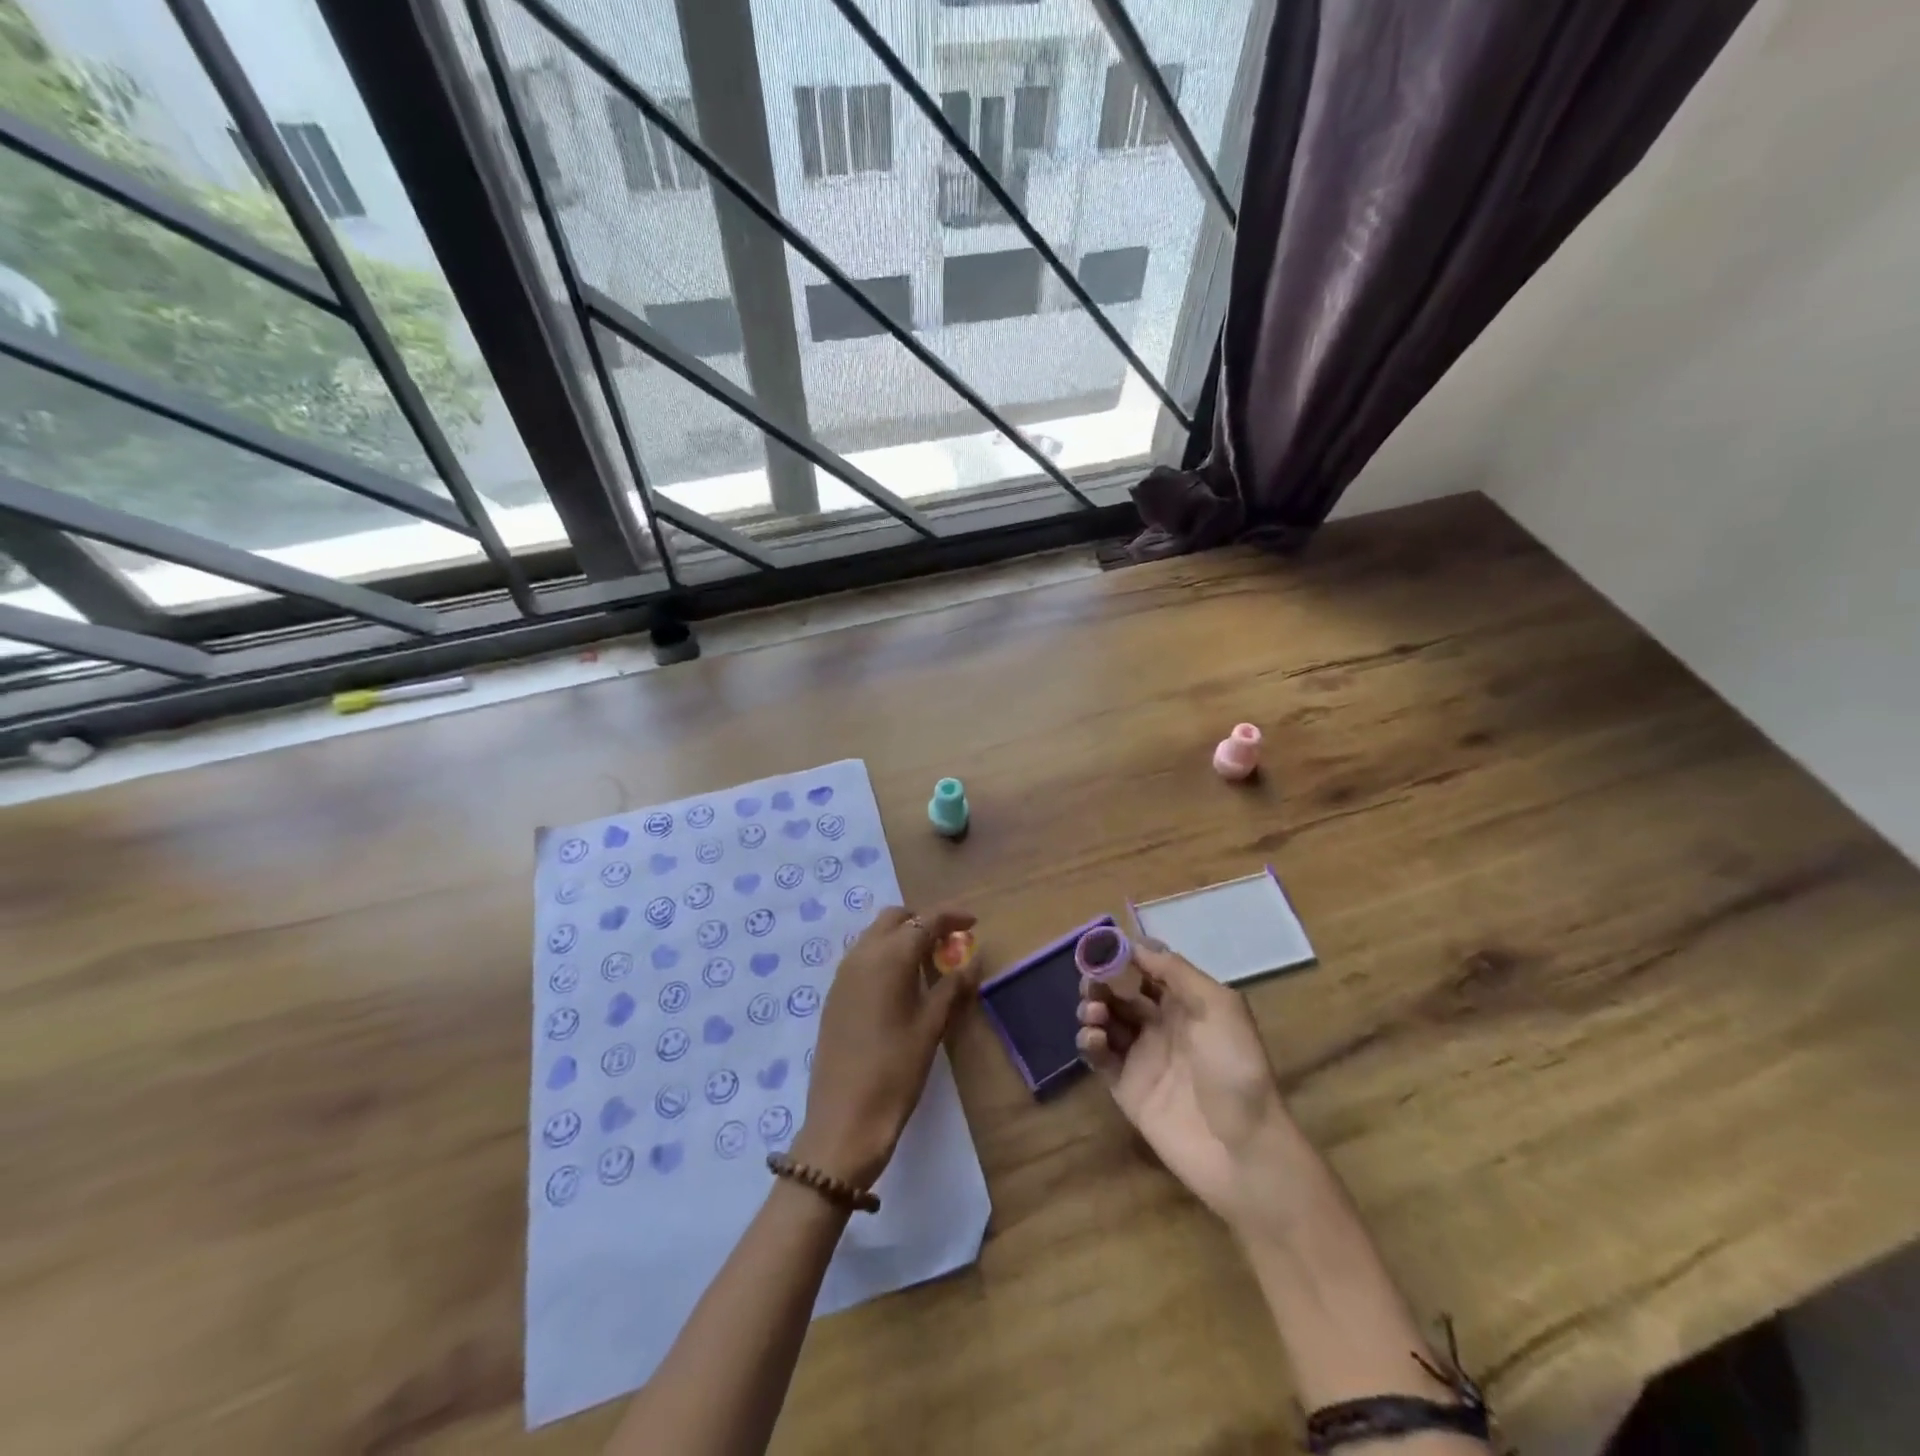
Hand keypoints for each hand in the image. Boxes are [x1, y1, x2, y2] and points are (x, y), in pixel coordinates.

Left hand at [793, 906, 977, 1188]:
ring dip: (902, 937)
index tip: (973, 922)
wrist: (844, 1118)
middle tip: (949, 942)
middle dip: (923, 921)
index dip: (951, 916)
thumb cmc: (896, 1070)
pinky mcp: (835, 994)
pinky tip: (901, 984)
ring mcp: (843, 974)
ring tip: (928, 963)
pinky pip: (863, 956)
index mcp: (889, 957)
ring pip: (876, 935)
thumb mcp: (931, 1027)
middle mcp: (862, 954)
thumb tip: (973, 960)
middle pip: (895, 919)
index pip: (925, 920)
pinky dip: (885, 955)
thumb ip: (953, 987)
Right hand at [1077, 940, 1292, 1235]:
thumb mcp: (1219, 1007)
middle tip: (1091, 983)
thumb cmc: (1235, 1069)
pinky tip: (1094, 1039)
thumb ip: (1177, 972)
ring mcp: (1143, 1056)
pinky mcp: (1126, 1087)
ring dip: (1092, 1007)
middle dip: (1102, 980)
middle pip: (1120, 991)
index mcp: (1187, 1002)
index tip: (1101, 947)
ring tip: (1094, 1013)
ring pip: (1105, 1019)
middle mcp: (1162, 1024)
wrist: (1244, 1151)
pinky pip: (1100, 1056)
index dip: (1124, 955)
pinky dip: (1089, 1042)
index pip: (1147, 967)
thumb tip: (1138, 945)